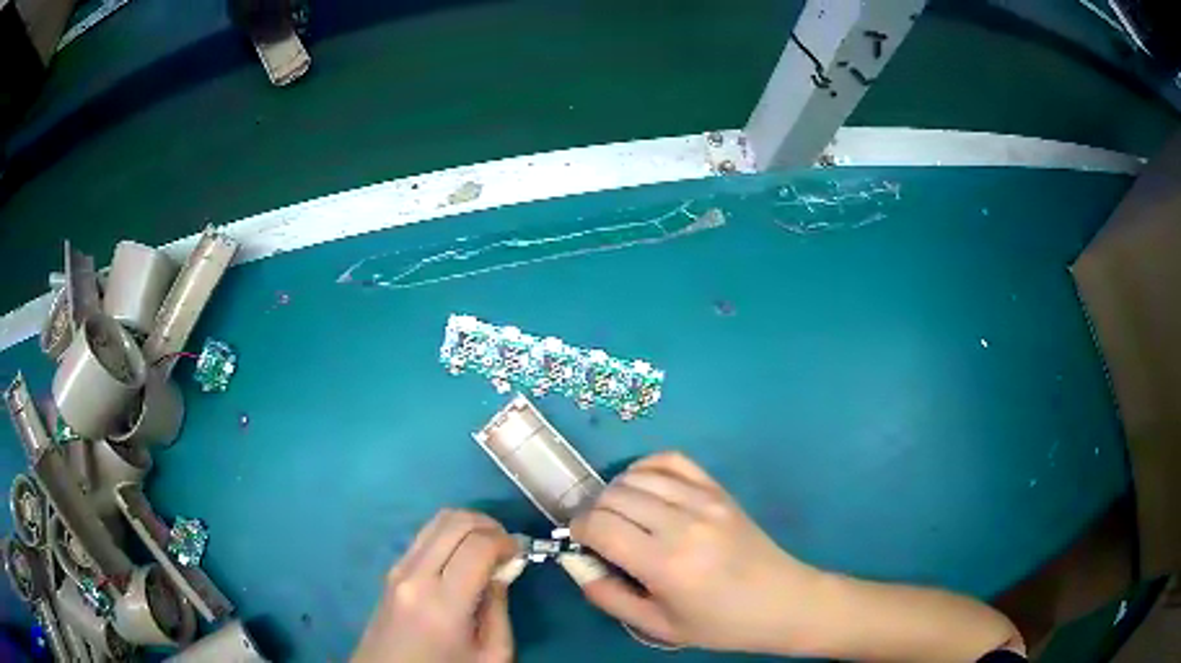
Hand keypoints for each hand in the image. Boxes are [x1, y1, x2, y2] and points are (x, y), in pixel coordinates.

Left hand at [352, 509, 518, 662]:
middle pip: (454, 521)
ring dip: (468, 524)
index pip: (477, 545)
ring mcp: (398, 569)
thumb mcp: (491, 655)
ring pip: (435, 520)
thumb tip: (501, 571)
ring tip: (487, 547)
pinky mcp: (390, 570)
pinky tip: (463, 556)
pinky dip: (449, 533)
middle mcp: (415, 575)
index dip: (506, 541)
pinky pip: (424, 536)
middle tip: (507, 545)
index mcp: (443, 602)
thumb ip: (499, 610)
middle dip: (489, 524)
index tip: (521, 552)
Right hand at [569, 452, 822, 652]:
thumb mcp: (658, 626)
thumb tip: (577, 564)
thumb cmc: (719, 624)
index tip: (579, 541)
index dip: (577, 529)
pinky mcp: (719, 490)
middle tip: (598, 534)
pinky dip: (647, 467)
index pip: (600, 525)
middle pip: (614, 496)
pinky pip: (672, 461)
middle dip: (593, 512)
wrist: (781, 602)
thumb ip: (609, 596)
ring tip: (619, 514)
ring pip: (637, 476)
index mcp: (664, 564)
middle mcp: (681, 524)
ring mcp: (703, 501)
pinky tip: (643, 487)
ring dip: (616, 492)